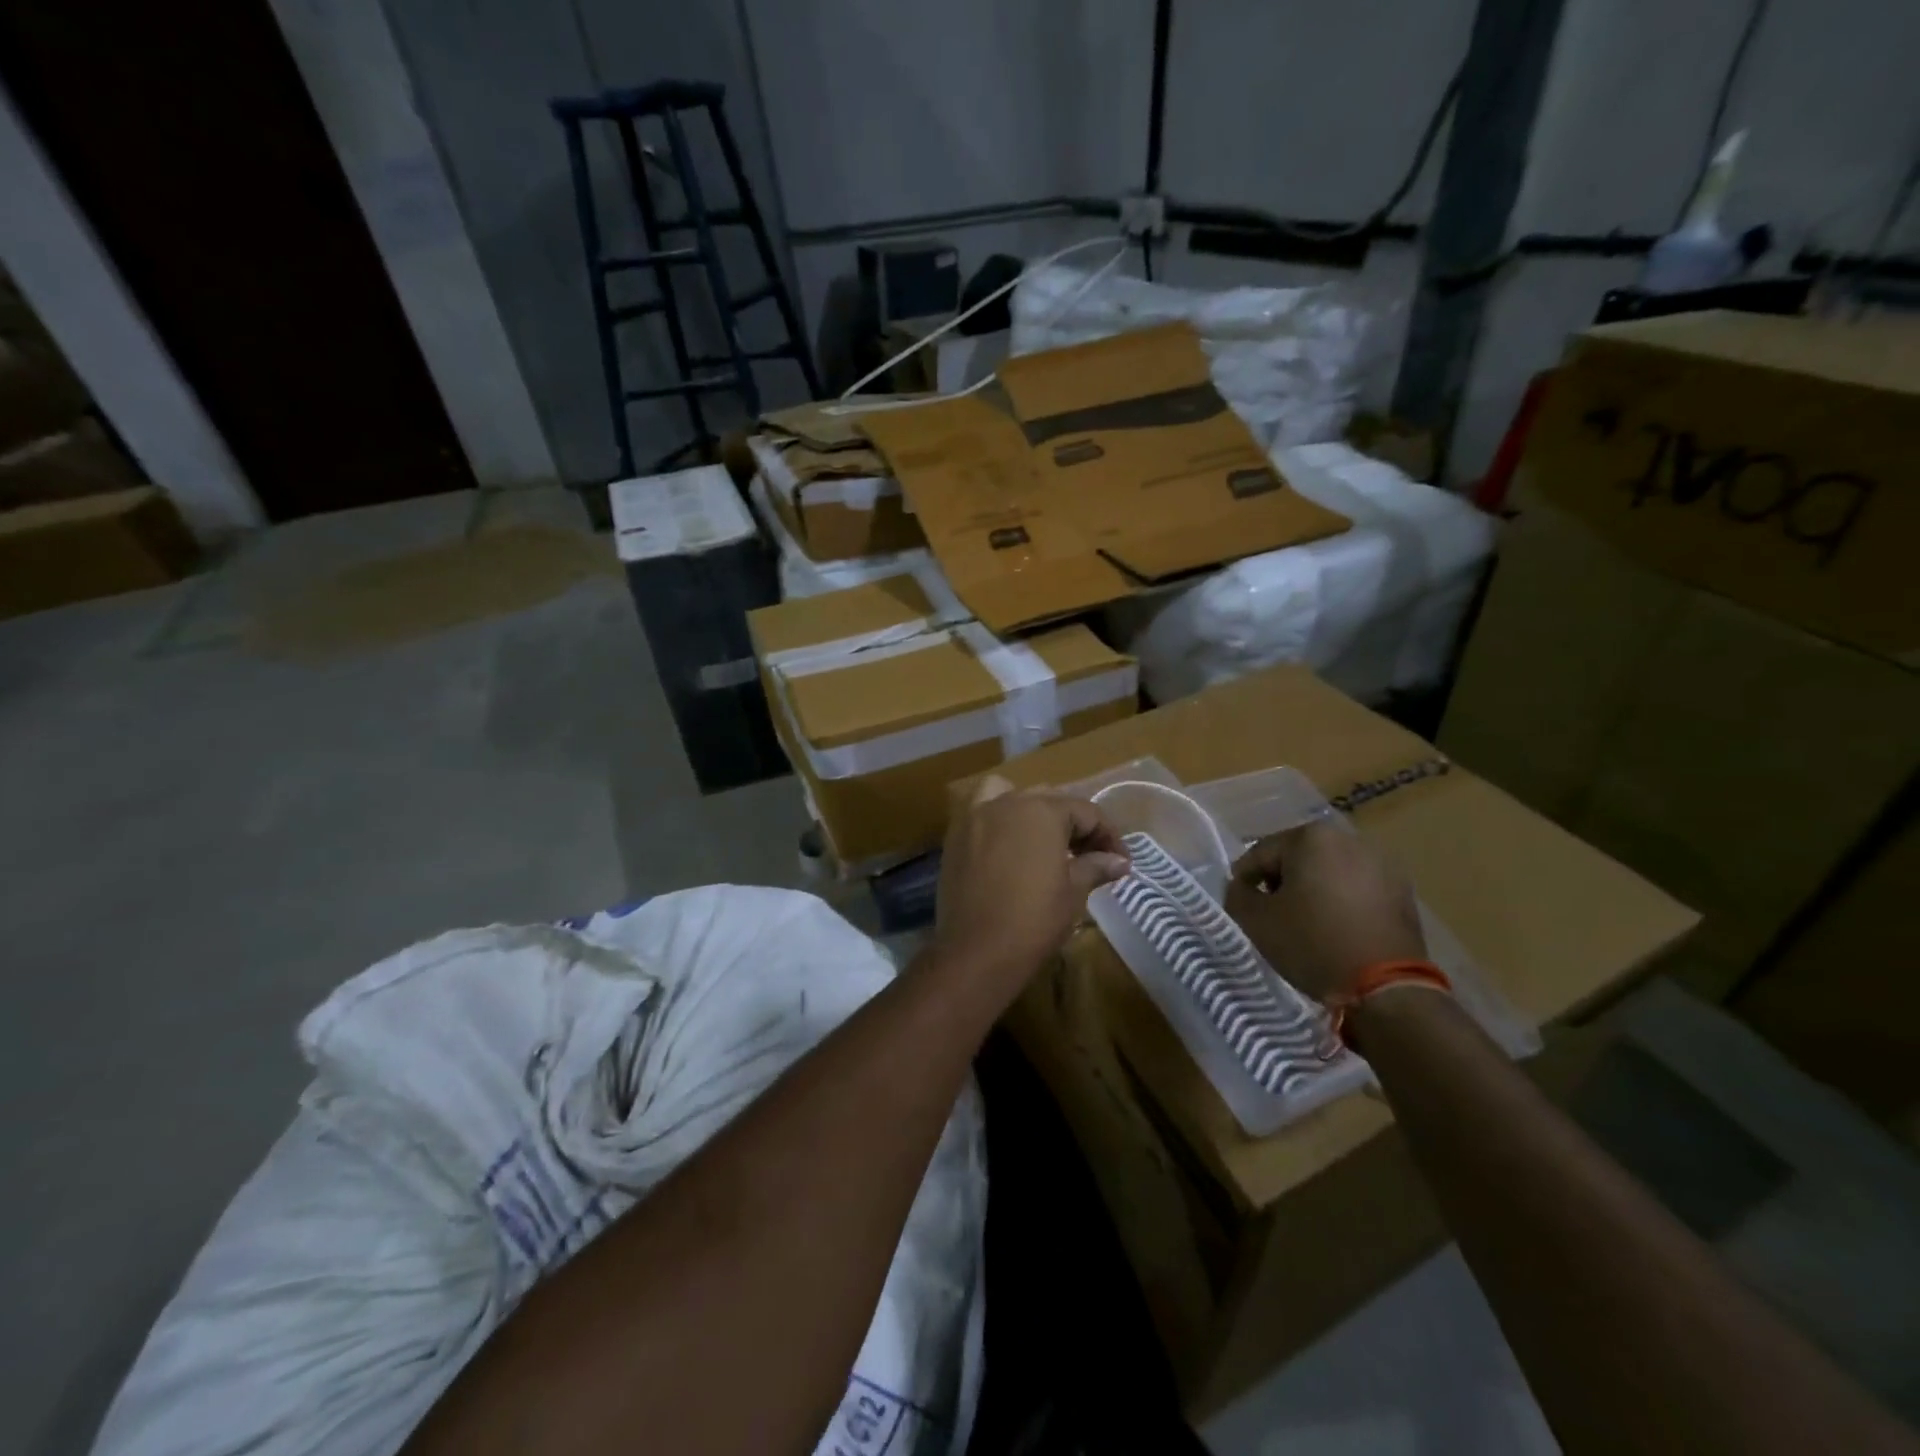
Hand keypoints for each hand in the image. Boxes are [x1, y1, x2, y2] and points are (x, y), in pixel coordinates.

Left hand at [931, 776, 1129, 988]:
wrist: (977, 951)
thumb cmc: (1034, 919)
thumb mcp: (1074, 891)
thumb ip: (1096, 866)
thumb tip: (1119, 861)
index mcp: (1042, 810)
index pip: (1086, 812)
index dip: (1108, 836)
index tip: (1121, 862)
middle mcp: (1007, 801)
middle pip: (1050, 802)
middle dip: (1074, 825)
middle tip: (1091, 856)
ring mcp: (977, 815)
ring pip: (1012, 797)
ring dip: (1033, 812)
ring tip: (1046, 842)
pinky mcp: (955, 835)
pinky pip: (981, 811)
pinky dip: (997, 816)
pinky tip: (1008, 844)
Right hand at [1224, 819, 1427, 1002]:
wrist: (1386, 989)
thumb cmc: (1312, 944)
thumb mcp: (1256, 920)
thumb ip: (1238, 894)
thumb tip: (1242, 887)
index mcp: (1312, 837)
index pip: (1261, 852)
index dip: (1244, 878)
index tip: (1239, 903)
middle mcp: (1350, 839)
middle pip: (1298, 857)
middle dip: (1281, 881)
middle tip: (1270, 913)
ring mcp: (1382, 865)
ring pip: (1329, 872)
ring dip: (1312, 890)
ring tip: (1303, 923)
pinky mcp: (1402, 892)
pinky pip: (1356, 889)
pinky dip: (1340, 902)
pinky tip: (1334, 929)